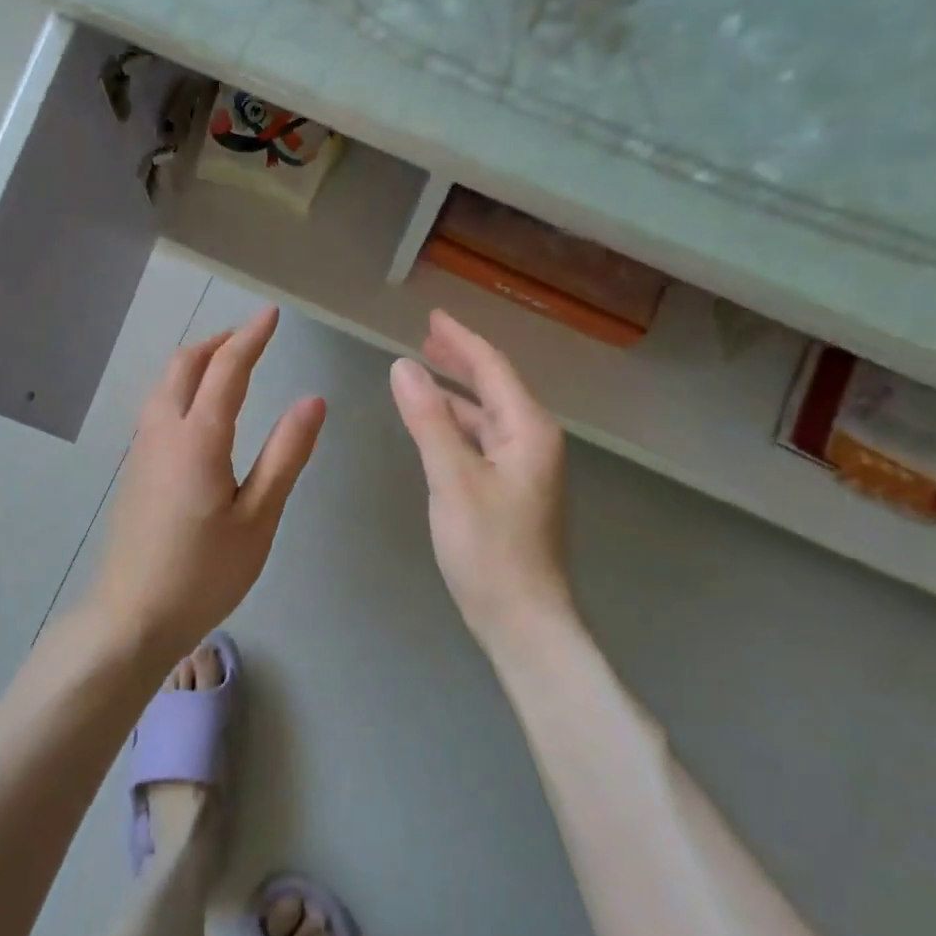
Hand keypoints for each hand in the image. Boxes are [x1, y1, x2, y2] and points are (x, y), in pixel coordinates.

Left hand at [91, 306, 325, 653]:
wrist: (132, 616)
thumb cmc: (204, 573)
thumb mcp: (258, 518)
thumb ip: (285, 455)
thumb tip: (313, 401)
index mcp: (198, 438)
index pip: (227, 369)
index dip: (251, 337)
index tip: (272, 315)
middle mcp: (162, 431)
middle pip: (184, 365)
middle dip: (219, 342)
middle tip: (252, 337)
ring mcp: (141, 449)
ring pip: (164, 383)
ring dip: (196, 362)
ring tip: (228, 364)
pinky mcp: (134, 468)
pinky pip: (156, 406)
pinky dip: (181, 386)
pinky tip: (199, 409)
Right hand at [390, 310, 574, 654]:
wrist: (522, 619)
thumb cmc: (489, 549)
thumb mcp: (452, 479)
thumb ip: (428, 420)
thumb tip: (403, 366)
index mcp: (528, 430)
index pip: (493, 368)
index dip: (461, 339)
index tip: (432, 316)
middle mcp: (533, 441)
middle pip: (494, 387)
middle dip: (461, 360)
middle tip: (426, 336)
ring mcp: (525, 467)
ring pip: (487, 415)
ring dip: (457, 392)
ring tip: (423, 373)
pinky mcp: (511, 490)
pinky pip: (482, 440)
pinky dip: (457, 424)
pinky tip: (435, 426)